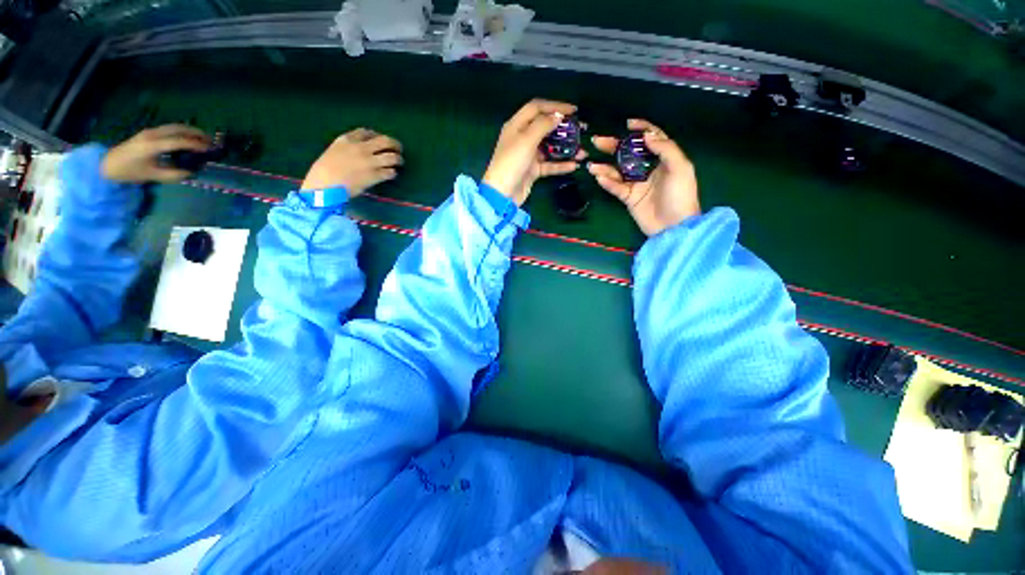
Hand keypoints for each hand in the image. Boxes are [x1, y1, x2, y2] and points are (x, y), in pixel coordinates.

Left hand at [102, 125, 211, 183]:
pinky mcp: (149, 132)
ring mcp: (150, 132)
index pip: (180, 142)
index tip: (209, 150)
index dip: (196, 145)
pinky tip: (188, 138)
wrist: (109, 164)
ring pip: (174, 126)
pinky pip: (169, 129)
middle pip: (178, 128)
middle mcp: (153, 134)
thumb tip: (191, 172)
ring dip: (190, 130)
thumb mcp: (153, 176)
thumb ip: (173, 174)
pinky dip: (182, 131)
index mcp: (153, 145)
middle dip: (196, 133)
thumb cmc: (130, 172)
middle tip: (210, 140)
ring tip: (202, 138)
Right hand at [301, 128, 403, 197]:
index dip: (376, 135)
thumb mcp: (334, 151)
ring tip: (399, 162)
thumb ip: (348, 148)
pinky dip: (393, 173)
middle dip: (394, 144)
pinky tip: (392, 174)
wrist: (325, 185)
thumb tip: (361, 151)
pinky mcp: (375, 175)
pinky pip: (390, 172)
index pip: (367, 132)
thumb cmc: (324, 171)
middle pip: (385, 141)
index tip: (380, 139)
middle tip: (398, 149)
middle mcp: (361, 148)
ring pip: (392, 157)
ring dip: (398, 159)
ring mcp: (369, 162)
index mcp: (347, 140)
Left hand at [483, 99, 585, 205]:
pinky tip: (574, 165)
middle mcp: (522, 137)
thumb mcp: (526, 140)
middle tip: (581, 130)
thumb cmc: (511, 163)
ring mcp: (528, 155)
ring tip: (582, 151)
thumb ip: (543, 125)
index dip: (555, 106)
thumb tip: (558, 115)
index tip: (573, 111)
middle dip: (563, 129)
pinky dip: (561, 164)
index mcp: (517, 125)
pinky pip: (549, 164)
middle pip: (545, 127)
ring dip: (565, 149)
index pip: (537, 108)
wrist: (503, 194)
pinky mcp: (533, 170)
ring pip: (549, 148)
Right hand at [588, 119, 700, 236]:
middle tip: (597, 141)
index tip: (628, 123)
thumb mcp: (681, 168)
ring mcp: (637, 184)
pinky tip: (599, 177)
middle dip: (614, 146)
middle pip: (629, 153)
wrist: (674, 226)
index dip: (641, 129)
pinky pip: (616, 188)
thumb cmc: (681, 195)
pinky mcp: (629, 198)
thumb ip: (666, 149)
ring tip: (591, 165)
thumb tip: (646, 136)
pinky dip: (607, 183)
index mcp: (664, 159)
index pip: (652, 139)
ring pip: (618, 171)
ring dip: (604, 167)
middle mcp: (648, 169)